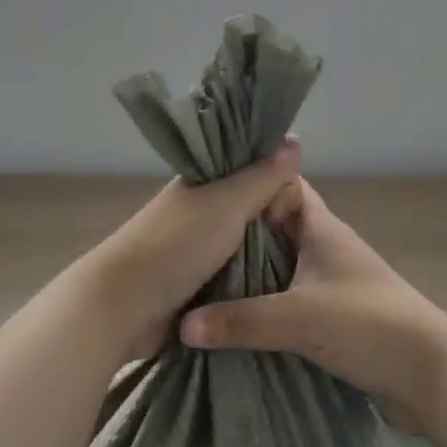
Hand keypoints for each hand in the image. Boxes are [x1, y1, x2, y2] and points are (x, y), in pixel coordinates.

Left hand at [74, 139, 302, 360]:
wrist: (124, 308)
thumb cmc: (175, 246)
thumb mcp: (225, 204)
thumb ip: (261, 177)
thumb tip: (295, 138)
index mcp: (202, 184)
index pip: (248, 170)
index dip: (278, 177)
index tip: (313, 192)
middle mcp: (201, 213)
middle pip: (250, 211)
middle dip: (279, 221)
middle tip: (322, 236)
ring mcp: (198, 252)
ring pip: (246, 247)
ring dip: (270, 255)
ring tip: (313, 264)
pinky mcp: (198, 288)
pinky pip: (237, 280)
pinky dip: (256, 283)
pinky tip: (288, 289)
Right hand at [178, 179, 446, 426]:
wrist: (431, 375)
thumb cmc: (367, 323)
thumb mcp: (298, 318)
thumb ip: (240, 321)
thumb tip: (183, 325)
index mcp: (319, 226)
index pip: (279, 185)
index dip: (247, 180)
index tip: (206, 186)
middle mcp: (324, 245)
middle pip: (273, 226)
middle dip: (237, 230)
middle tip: (189, 235)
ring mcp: (330, 280)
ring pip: (280, 263)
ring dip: (250, 269)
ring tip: (200, 273)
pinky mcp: (334, 313)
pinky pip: (289, 296)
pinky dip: (265, 301)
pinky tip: (234, 313)